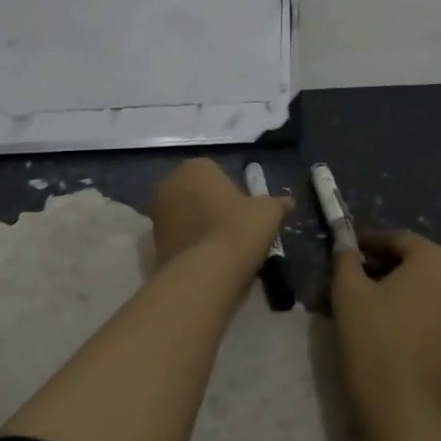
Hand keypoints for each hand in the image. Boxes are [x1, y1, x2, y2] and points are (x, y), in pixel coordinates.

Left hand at [149, 158, 291, 267]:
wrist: (207, 272)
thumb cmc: (239, 229)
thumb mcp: (268, 213)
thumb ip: (277, 203)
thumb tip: (288, 202)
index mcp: (196, 167)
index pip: (216, 174)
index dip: (233, 193)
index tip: (245, 214)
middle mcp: (170, 183)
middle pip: (197, 193)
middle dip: (211, 208)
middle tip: (235, 231)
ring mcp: (157, 213)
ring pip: (185, 216)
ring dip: (199, 227)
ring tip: (222, 250)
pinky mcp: (152, 242)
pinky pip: (177, 238)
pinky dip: (189, 246)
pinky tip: (207, 262)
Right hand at [333, 229, 440, 428]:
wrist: (406, 410)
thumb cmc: (376, 340)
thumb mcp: (349, 291)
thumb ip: (345, 259)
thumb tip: (343, 242)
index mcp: (435, 258)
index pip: (395, 238)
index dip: (365, 241)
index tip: (339, 248)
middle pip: (410, 258)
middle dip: (377, 261)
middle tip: (344, 272)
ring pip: (418, 281)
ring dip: (388, 282)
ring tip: (354, 295)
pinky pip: (427, 301)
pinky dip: (402, 301)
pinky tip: (375, 315)